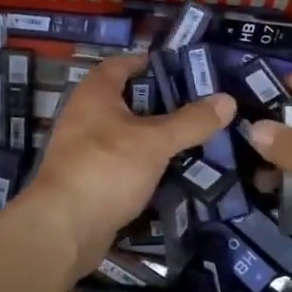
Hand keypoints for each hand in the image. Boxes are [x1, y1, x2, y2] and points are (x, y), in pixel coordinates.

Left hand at [22, 54, 233, 280]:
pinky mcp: (90, 181)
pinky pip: (123, 163)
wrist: (63, 229)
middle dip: (160, 102)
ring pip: (126, 135)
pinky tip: (172, 170)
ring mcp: (85, 151)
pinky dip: (145, 163)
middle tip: (199, 105)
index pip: (120, 64)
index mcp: (94, 95)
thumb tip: (228, 100)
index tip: (181, 67)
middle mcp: (85, 117)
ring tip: (194, 136)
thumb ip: (191, 121)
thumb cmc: (106, 169)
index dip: (147, 61)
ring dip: (154, 135)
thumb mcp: (155, 142)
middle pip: (126, 100)